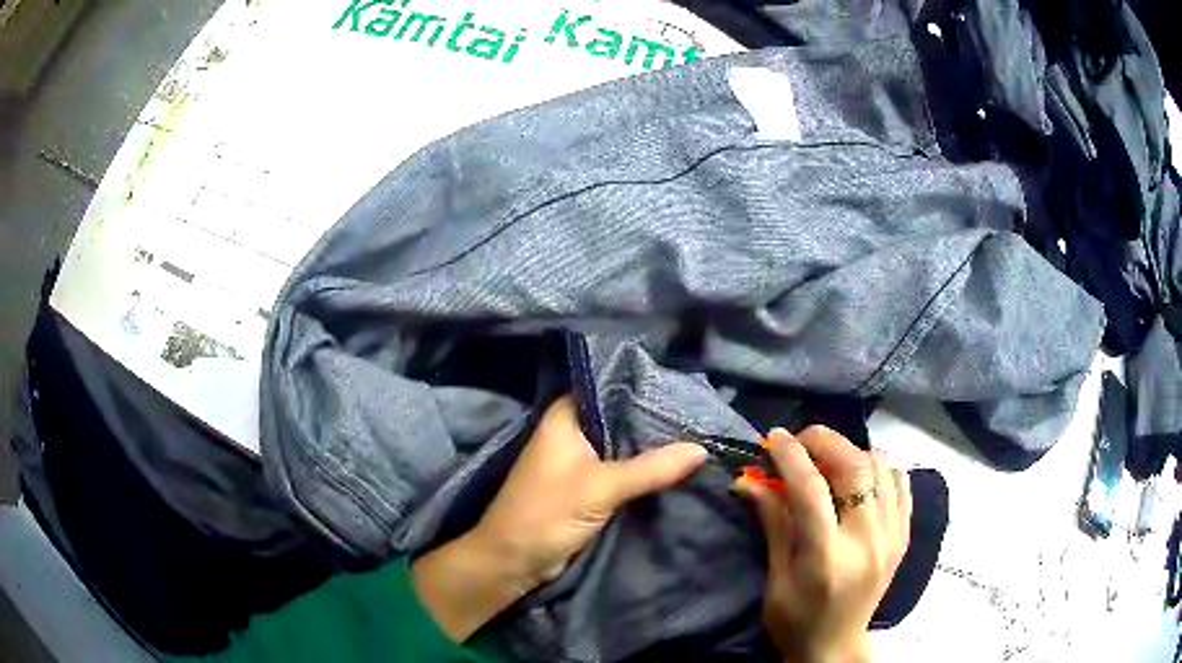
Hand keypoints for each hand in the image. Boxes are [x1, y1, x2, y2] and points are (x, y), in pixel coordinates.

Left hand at [413, 396, 707, 641]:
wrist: (514, 561)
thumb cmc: (547, 513)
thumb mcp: (602, 487)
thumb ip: (651, 468)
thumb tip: (702, 448)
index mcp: (565, 417)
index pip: (609, 388)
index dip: (644, 388)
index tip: (684, 389)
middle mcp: (572, 432)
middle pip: (620, 419)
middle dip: (654, 421)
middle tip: (700, 416)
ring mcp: (579, 461)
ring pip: (622, 447)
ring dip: (651, 448)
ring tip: (698, 437)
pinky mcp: (587, 487)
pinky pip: (621, 471)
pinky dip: (643, 471)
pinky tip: (677, 467)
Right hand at [735, 427, 911, 662]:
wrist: (835, 646)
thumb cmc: (796, 620)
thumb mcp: (776, 578)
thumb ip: (773, 524)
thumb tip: (749, 482)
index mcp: (828, 556)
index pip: (811, 489)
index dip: (791, 456)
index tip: (774, 438)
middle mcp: (867, 540)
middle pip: (855, 468)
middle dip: (824, 442)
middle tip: (801, 440)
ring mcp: (892, 536)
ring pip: (881, 468)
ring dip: (852, 452)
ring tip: (828, 458)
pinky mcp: (903, 536)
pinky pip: (901, 484)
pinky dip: (881, 468)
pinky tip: (861, 474)